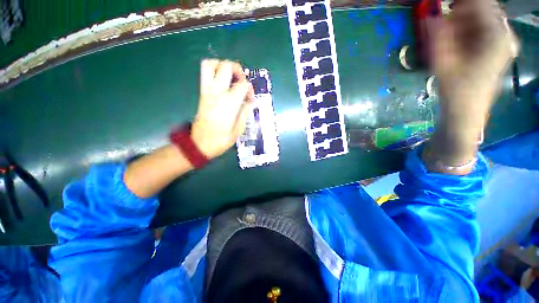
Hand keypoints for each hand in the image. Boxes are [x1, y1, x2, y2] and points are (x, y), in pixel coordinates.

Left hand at [191, 59, 253, 158]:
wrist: (199, 144)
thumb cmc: (221, 140)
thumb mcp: (238, 130)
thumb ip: (245, 113)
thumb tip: (251, 101)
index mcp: (228, 104)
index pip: (242, 85)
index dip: (250, 89)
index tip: (251, 98)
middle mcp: (217, 93)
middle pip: (226, 67)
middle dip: (237, 69)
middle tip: (242, 81)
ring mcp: (207, 92)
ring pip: (210, 65)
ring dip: (222, 65)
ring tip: (230, 76)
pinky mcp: (201, 94)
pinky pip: (205, 74)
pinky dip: (214, 71)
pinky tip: (222, 82)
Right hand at [423, 0, 519, 172]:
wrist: (467, 111)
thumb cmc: (456, 89)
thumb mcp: (443, 61)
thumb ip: (437, 36)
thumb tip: (429, 16)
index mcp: (496, 35)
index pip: (480, 3)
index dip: (457, 3)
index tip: (439, 7)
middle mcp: (504, 34)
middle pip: (481, 9)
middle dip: (459, 14)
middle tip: (441, 26)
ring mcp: (503, 41)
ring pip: (481, 19)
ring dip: (462, 23)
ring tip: (447, 37)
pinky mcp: (498, 48)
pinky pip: (482, 29)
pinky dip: (467, 30)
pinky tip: (456, 43)